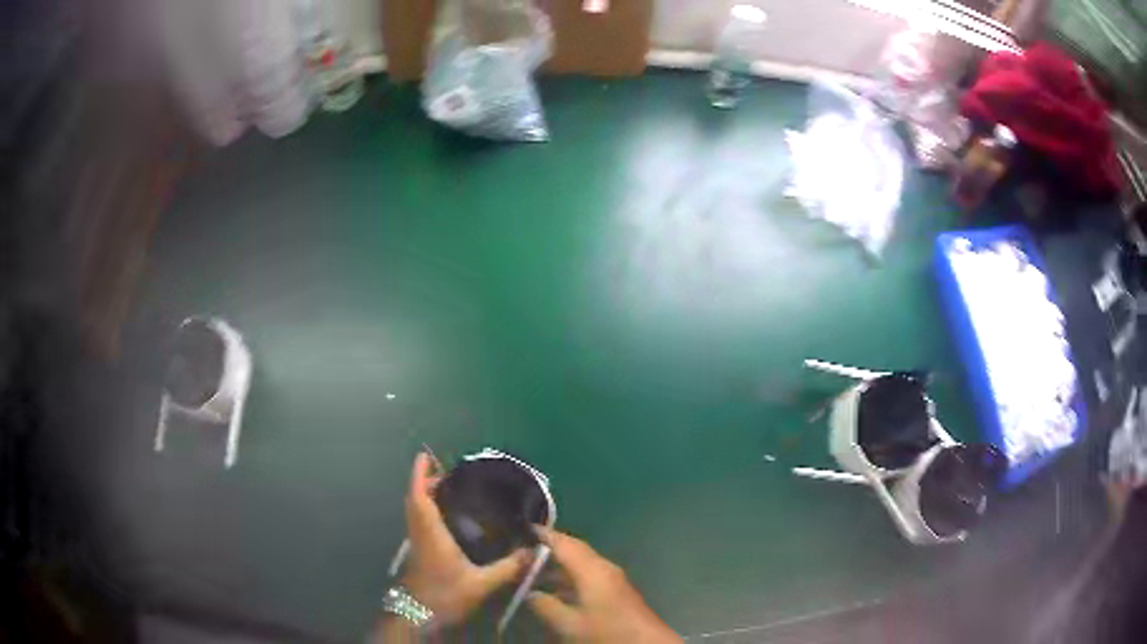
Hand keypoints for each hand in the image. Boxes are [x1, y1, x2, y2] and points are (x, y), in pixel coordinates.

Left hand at [400, 452, 530, 624]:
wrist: (417, 616)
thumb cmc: (445, 596)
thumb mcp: (481, 584)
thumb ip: (507, 567)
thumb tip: (532, 551)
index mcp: (430, 533)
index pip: (419, 497)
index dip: (420, 474)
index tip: (425, 455)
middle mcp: (419, 533)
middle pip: (415, 499)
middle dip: (425, 481)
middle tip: (445, 470)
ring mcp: (416, 543)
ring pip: (414, 510)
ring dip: (424, 494)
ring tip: (446, 488)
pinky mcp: (417, 553)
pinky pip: (418, 521)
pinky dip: (426, 509)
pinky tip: (445, 518)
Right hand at [528, 526, 679, 642]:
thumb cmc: (607, 632)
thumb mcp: (570, 624)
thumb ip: (545, 606)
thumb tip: (527, 592)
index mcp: (593, 569)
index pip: (564, 542)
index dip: (542, 535)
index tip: (519, 530)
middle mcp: (604, 568)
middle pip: (573, 551)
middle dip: (546, 552)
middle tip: (517, 555)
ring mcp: (612, 580)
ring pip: (580, 565)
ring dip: (557, 568)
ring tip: (528, 573)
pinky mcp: (616, 592)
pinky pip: (587, 577)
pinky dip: (568, 579)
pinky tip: (553, 592)